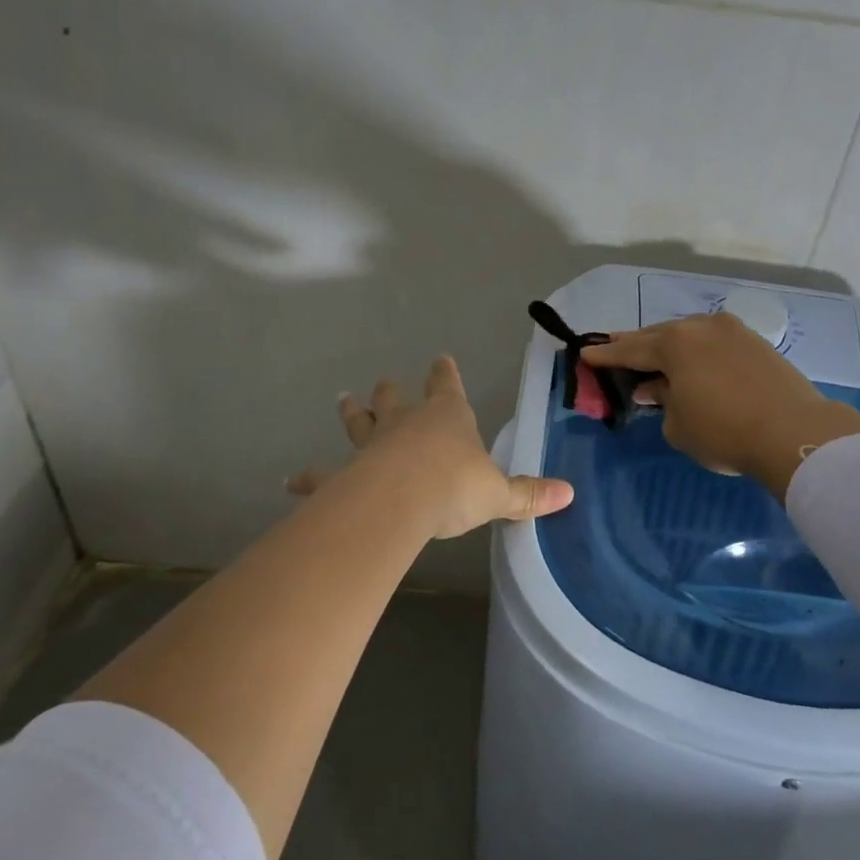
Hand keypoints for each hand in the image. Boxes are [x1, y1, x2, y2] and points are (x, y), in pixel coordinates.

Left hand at [288, 356, 574, 537]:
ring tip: (342, 399)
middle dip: (392, 392)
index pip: (447, 385)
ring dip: (353, 413)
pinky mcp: (345, 474)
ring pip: (360, 424)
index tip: (440, 358)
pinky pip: (324, 475)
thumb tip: (569, 494)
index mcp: (447, 417)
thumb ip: (529, 494)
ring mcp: (372, 446)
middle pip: (396, 400)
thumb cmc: (455, 486)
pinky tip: (290, 482)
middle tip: (382, 384)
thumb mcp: (499, 493)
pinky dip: (309, 478)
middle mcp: (406, 423)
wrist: (402, 500)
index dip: (445, 373)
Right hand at [582, 313, 859, 497]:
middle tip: (615, 350)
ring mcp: (733, 331)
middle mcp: (702, 326)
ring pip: (690, 336)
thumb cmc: (724, 431)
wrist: (794, 433)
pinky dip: (697, 352)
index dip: (606, 355)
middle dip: (636, 346)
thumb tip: (658, 388)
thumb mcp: (678, 425)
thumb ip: (661, 401)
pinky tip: (693, 365)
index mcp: (675, 343)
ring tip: (655, 359)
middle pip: (660, 335)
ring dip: (670, 348)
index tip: (586, 353)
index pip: (630, 349)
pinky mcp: (756, 343)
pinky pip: (713, 342)